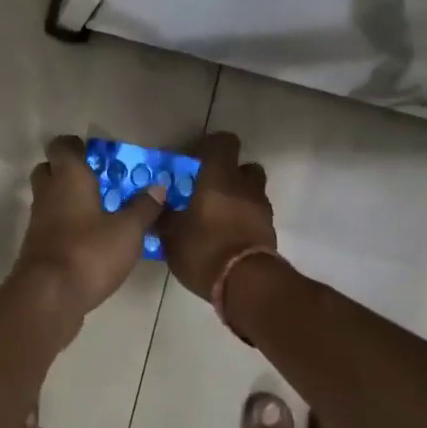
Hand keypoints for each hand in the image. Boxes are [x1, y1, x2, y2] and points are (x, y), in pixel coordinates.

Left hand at [12, 135, 165, 319]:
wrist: (48, 297)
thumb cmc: (89, 252)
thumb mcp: (128, 231)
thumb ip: (143, 208)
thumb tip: (158, 188)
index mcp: (68, 177)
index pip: (62, 146)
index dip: (76, 146)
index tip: (97, 154)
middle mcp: (48, 193)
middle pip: (49, 170)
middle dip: (69, 172)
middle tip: (98, 181)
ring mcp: (38, 221)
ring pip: (49, 199)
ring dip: (68, 201)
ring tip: (100, 212)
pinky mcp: (37, 247)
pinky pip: (51, 225)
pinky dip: (66, 226)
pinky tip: (90, 239)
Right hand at [158, 132, 277, 297]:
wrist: (246, 285)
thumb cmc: (204, 249)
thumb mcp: (171, 235)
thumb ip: (164, 216)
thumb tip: (157, 205)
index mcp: (220, 177)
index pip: (224, 142)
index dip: (210, 145)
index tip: (195, 157)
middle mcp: (245, 187)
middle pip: (245, 167)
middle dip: (230, 173)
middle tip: (209, 188)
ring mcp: (261, 209)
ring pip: (253, 192)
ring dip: (238, 198)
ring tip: (217, 216)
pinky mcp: (269, 232)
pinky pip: (255, 216)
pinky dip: (243, 220)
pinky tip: (226, 236)